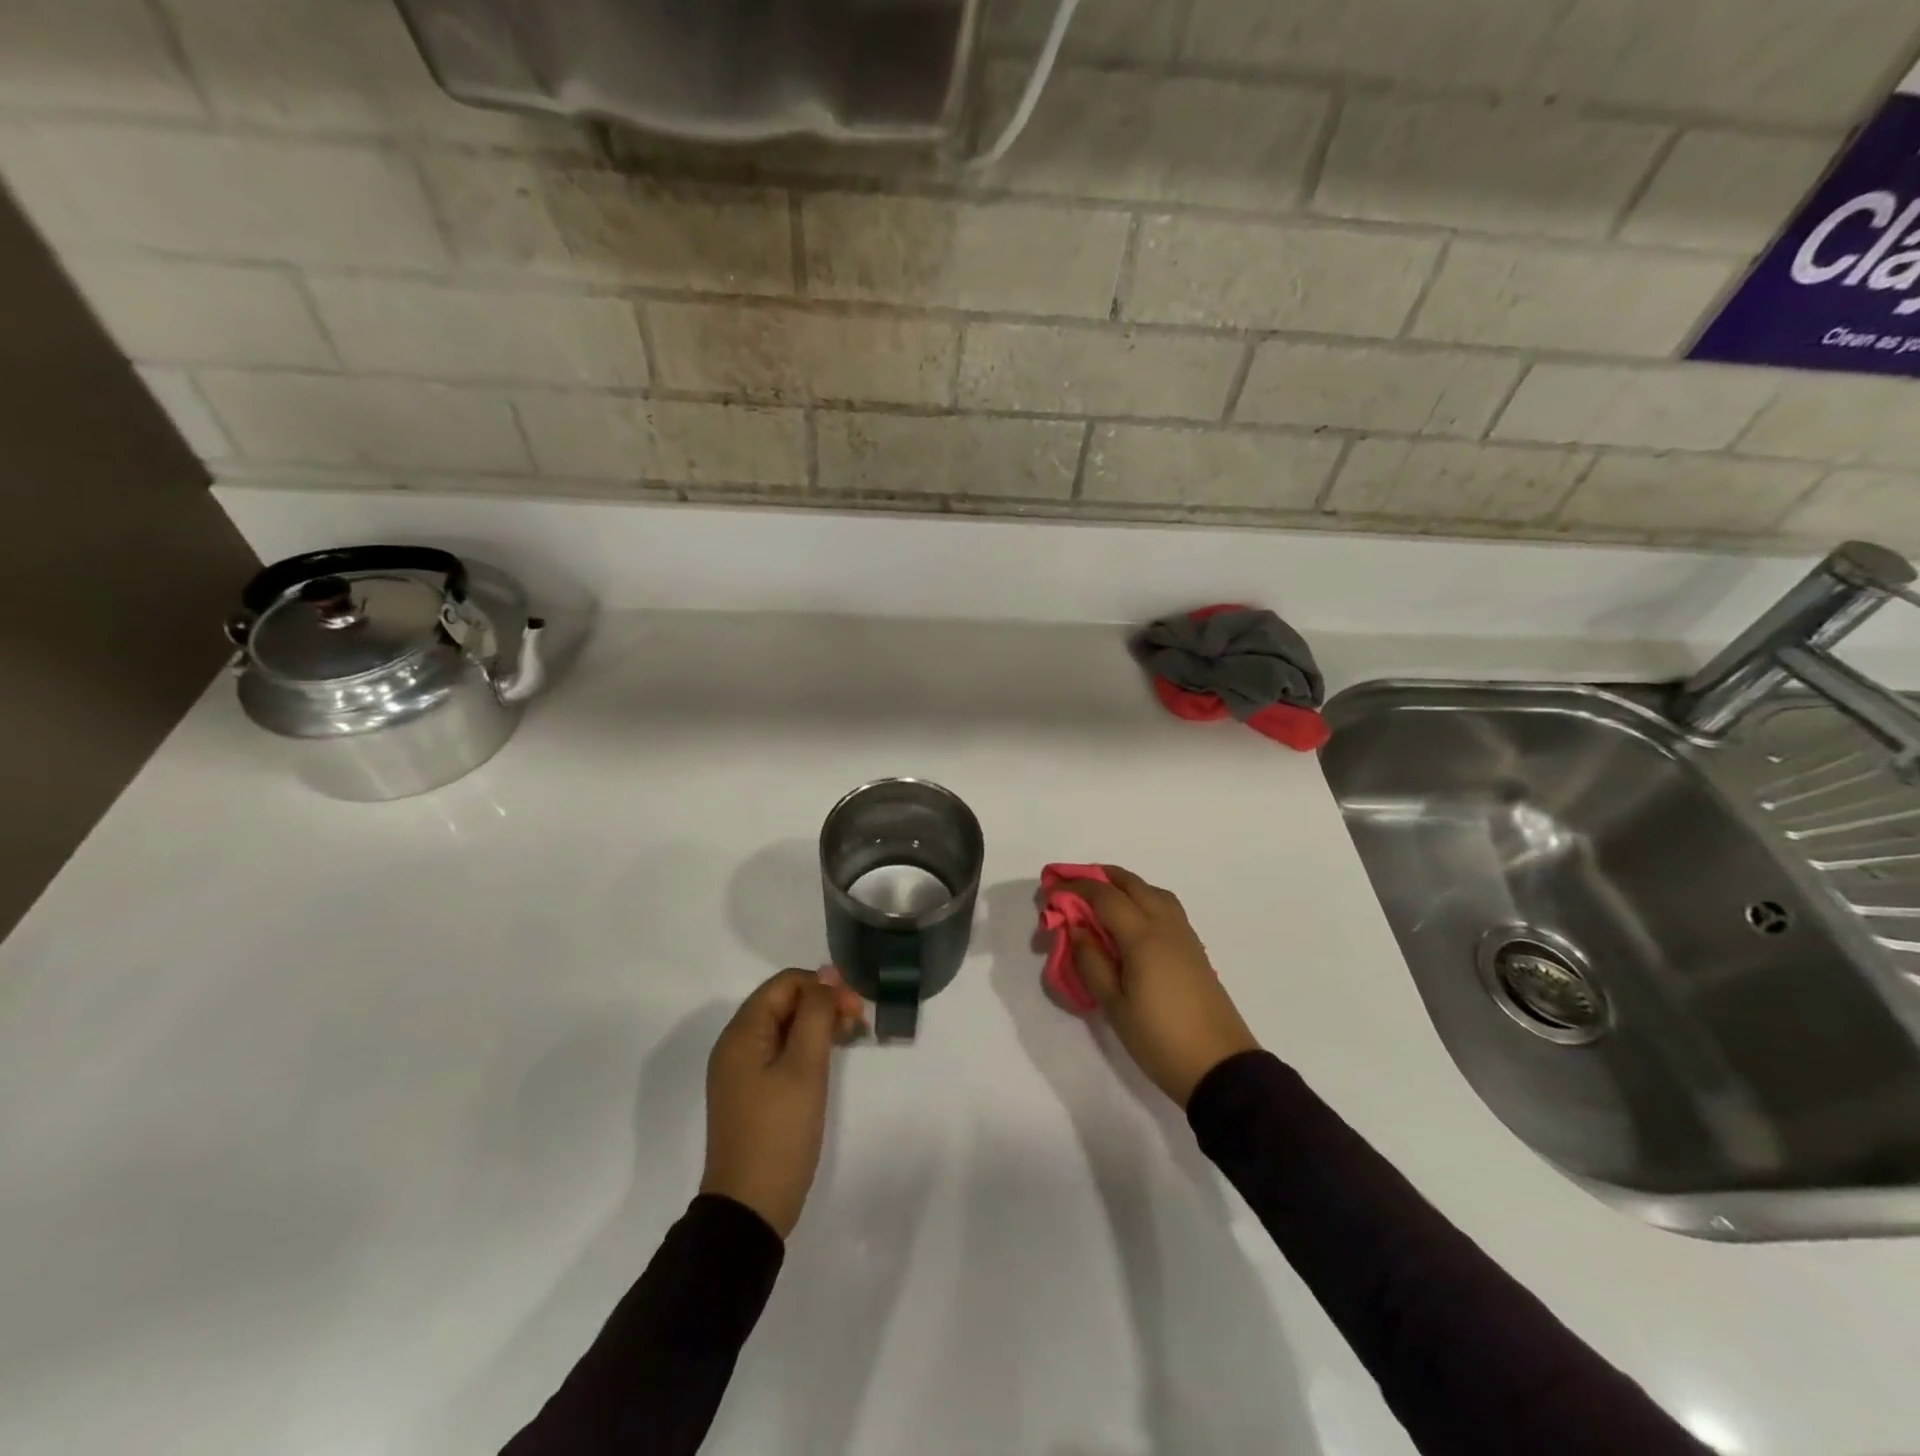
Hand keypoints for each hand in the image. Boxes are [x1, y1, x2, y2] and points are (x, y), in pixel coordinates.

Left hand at [700, 969, 865, 1238]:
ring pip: (785, 1027)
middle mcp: (736, 1045)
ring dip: (818, 1025)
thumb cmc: (780, 1132)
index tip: (856, 1009)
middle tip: (859, 1024)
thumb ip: (815, 1013)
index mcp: (742, 1033)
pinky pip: (781, 1052)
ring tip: (852, 1039)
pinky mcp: (752, 1093)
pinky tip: (830, 1060)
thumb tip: (826, 972)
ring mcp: (742, 1071)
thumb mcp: (804, 1067)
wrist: (750, 1209)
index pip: (786, 983)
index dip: (823, 986)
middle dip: (823, 1004)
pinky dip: (807, 1048)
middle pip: (784, 1002)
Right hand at [1063, 866, 1260, 1107]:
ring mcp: (1184, 936)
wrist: (1220, 1067)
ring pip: (1153, 892)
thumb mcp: (1114, 1006)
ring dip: (1125, 885)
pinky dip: (1143, 899)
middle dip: (1099, 876)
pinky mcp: (1195, 949)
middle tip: (1072, 884)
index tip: (1050, 891)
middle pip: (1132, 884)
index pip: (1104, 896)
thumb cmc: (1159, 1039)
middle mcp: (1165, 926)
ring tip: (1101, 897)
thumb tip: (1076, 929)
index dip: (1075, 888)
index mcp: (1143, 937)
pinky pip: (1166, 907)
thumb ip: (1091, 962)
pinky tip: (1131, 920)